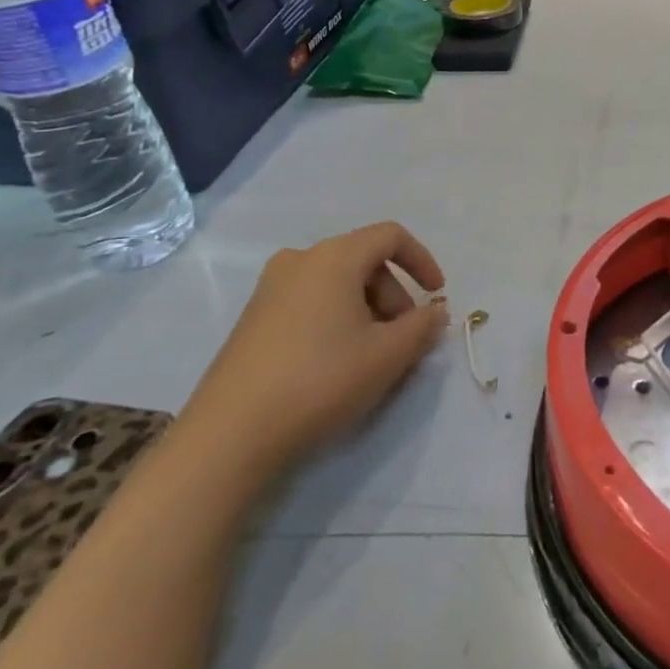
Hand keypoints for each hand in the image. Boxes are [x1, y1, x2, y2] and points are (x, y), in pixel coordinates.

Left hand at [180, 222, 449, 472]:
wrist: (232, 432)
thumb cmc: (321, 379)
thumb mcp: (388, 355)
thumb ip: (423, 326)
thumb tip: (434, 310)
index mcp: (334, 257)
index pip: (390, 236)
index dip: (422, 260)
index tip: (437, 296)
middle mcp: (299, 260)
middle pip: (364, 261)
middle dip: (394, 296)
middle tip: (404, 340)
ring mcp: (270, 288)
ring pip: (337, 284)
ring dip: (368, 311)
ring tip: (374, 357)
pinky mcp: (254, 318)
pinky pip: (311, 302)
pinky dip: (338, 320)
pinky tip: (338, 363)